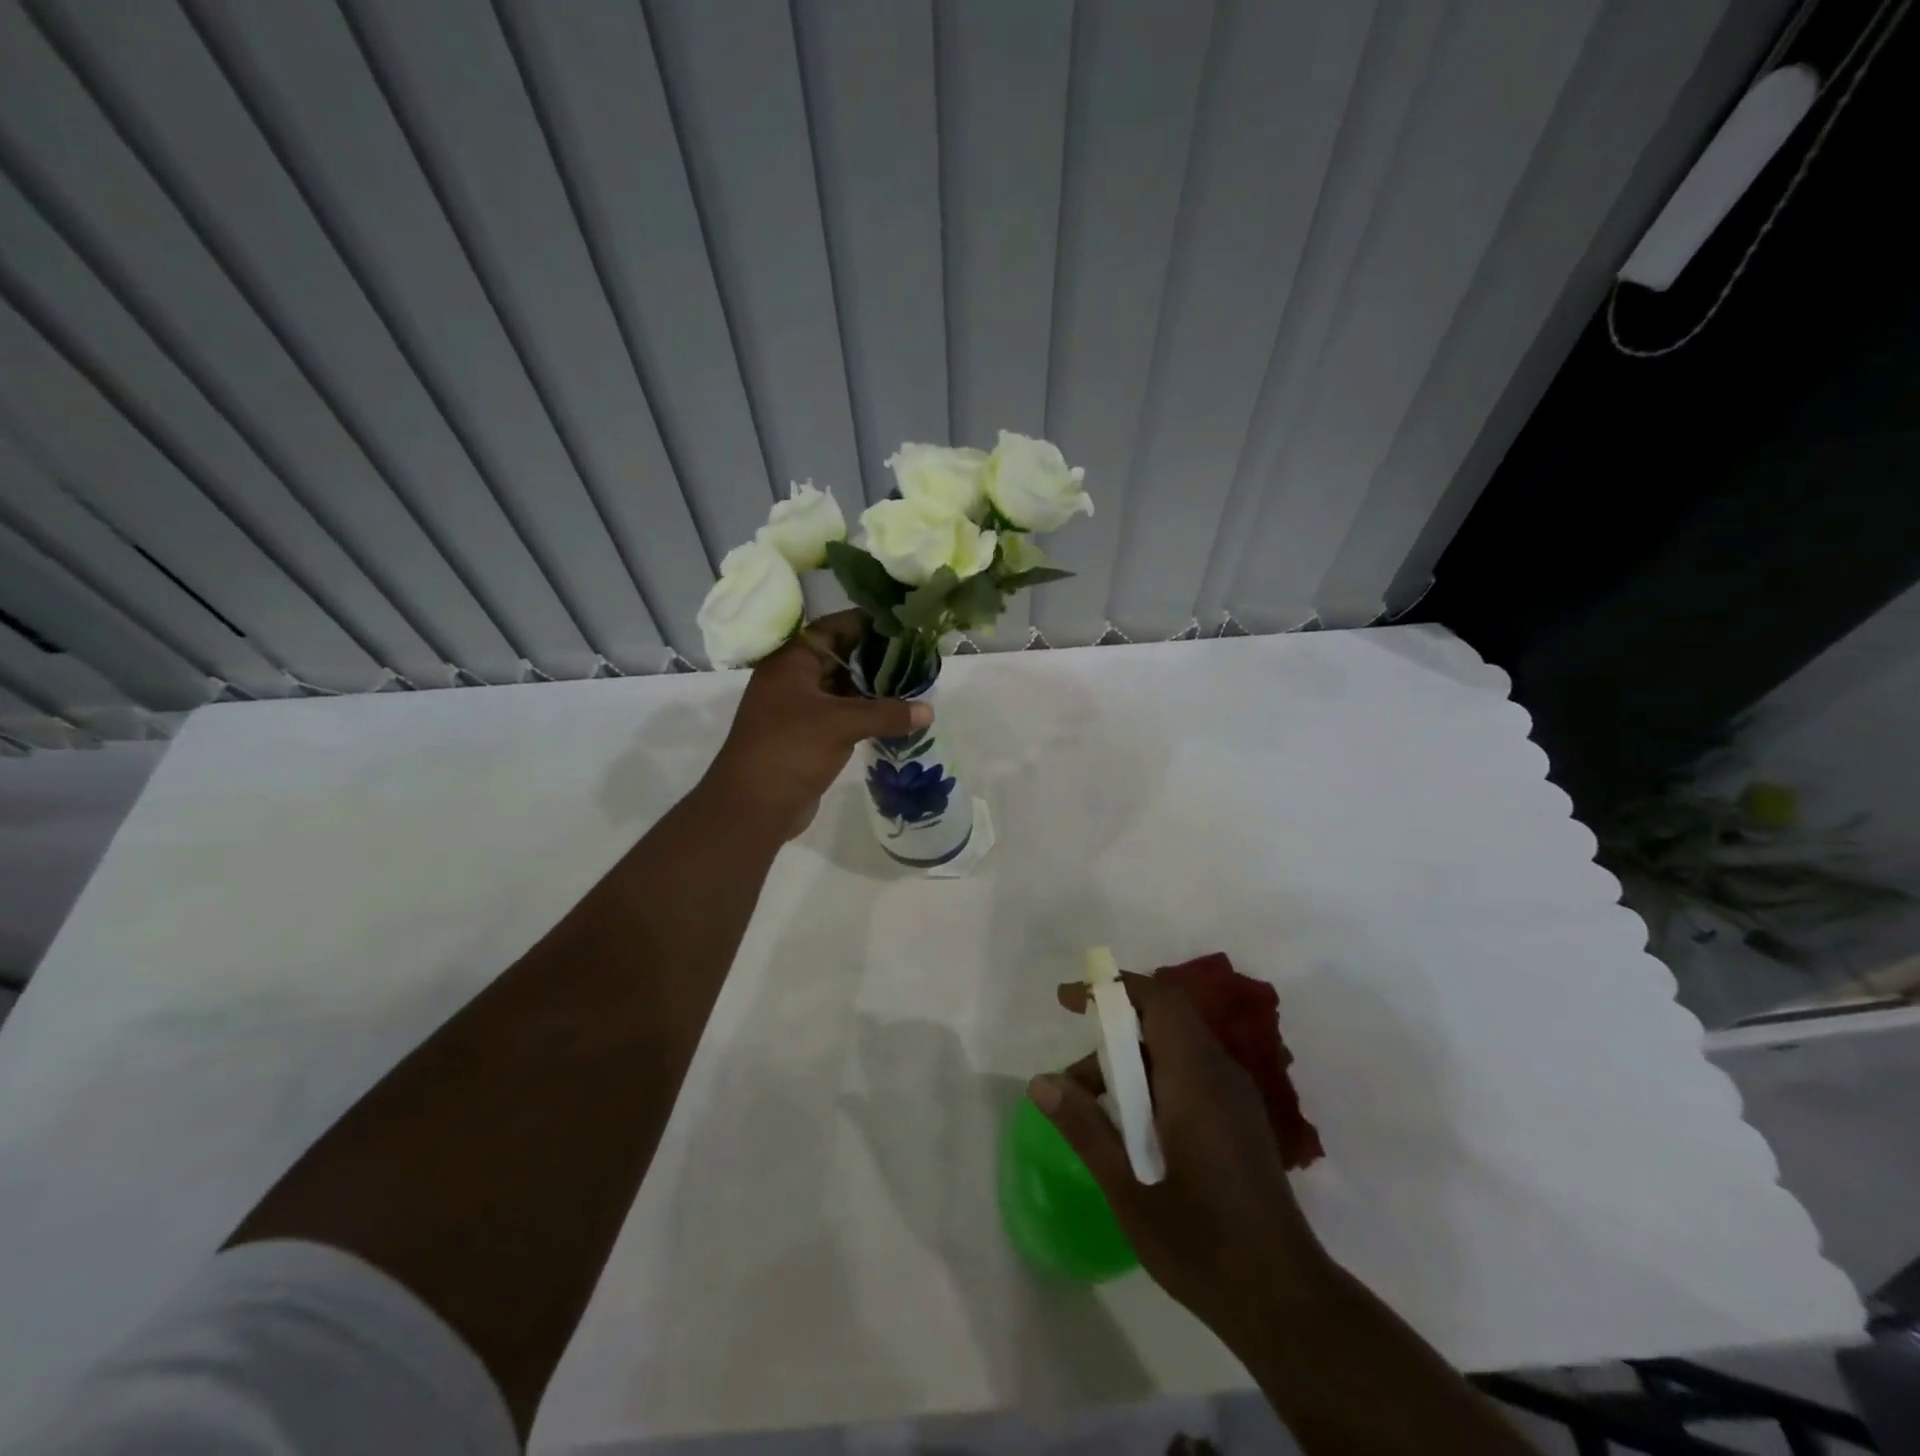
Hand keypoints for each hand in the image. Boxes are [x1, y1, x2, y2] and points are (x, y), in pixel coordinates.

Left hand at [702, 611, 930, 839]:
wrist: (753, 807)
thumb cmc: (790, 750)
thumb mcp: (840, 724)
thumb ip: (886, 713)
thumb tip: (929, 711)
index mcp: (791, 663)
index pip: (832, 629)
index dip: (866, 624)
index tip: (903, 625)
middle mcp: (793, 680)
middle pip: (839, 657)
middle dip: (876, 658)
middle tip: (917, 656)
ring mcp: (799, 709)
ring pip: (842, 689)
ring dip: (873, 688)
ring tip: (913, 685)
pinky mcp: (808, 736)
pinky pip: (842, 715)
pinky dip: (866, 714)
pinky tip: (895, 716)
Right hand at [1031, 974, 1332, 1353]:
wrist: (1284, 1302)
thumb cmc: (1200, 1241)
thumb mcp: (1127, 1187)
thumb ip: (1084, 1127)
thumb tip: (1040, 1081)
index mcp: (1195, 1077)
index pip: (1158, 1000)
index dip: (1112, 988)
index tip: (1068, 999)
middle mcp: (1221, 1074)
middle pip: (1163, 1022)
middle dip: (1111, 1034)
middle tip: (1073, 1077)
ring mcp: (1236, 1098)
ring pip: (1176, 1051)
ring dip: (1130, 1065)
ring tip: (1093, 1111)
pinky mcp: (1241, 1122)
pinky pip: (1192, 1076)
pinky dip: (1154, 1083)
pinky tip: (1133, 1131)